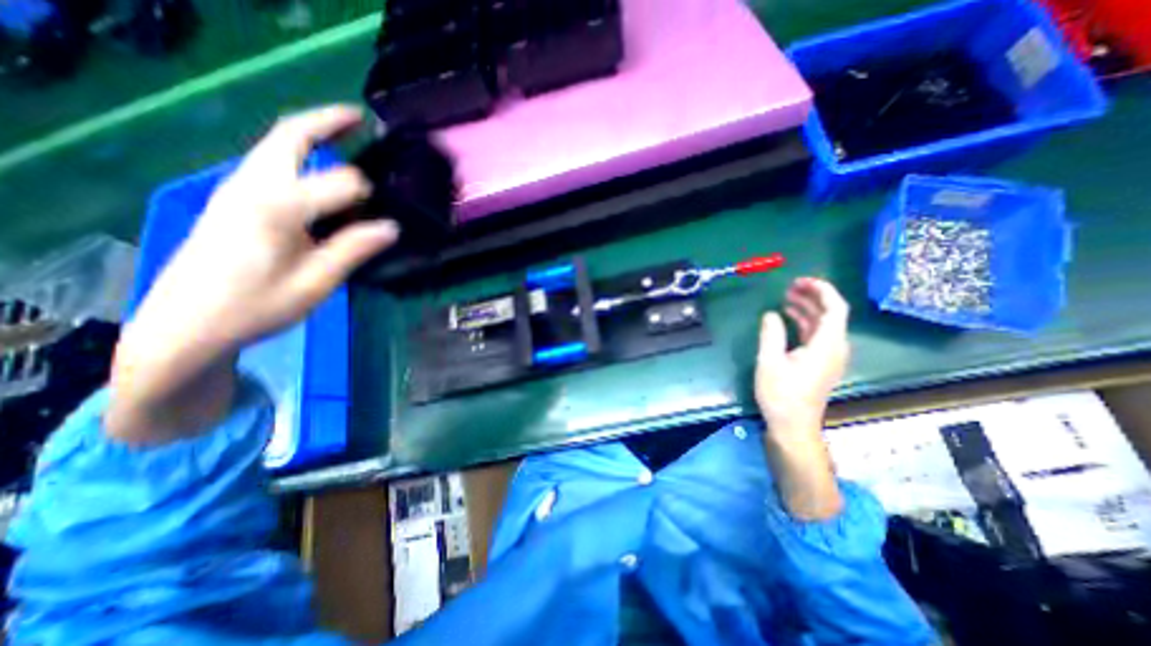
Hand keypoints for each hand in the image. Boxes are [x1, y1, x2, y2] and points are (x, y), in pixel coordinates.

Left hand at [106, 104, 399, 443]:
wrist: (185, 324)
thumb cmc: (256, 307)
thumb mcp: (315, 283)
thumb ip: (353, 249)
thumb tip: (391, 227)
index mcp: (277, 208)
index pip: (337, 182)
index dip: (368, 193)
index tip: (389, 215)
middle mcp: (252, 187)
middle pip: (288, 137)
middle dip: (326, 122)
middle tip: (360, 118)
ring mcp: (236, 189)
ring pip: (274, 145)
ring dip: (310, 133)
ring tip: (344, 133)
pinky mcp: (231, 199)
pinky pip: (269, 162)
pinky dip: (296, 152)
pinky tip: (317, 168)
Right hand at [762, 278, 848, 520]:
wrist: (793, 424)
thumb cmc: (781, 394)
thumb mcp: (770, 361)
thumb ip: (771, 334)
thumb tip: (771, 314)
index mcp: (827, 345)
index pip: (835, 308)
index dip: (821, 290)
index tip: (800, 281)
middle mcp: (834, 348)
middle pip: (831, 313)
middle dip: (812, 296)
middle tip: (789, 286)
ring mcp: (829, 356)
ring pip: (824, 324)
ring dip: (808, 308)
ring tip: (786, 298)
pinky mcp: (821, 363)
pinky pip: (817, 335)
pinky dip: (805, 322)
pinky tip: (789, 319)